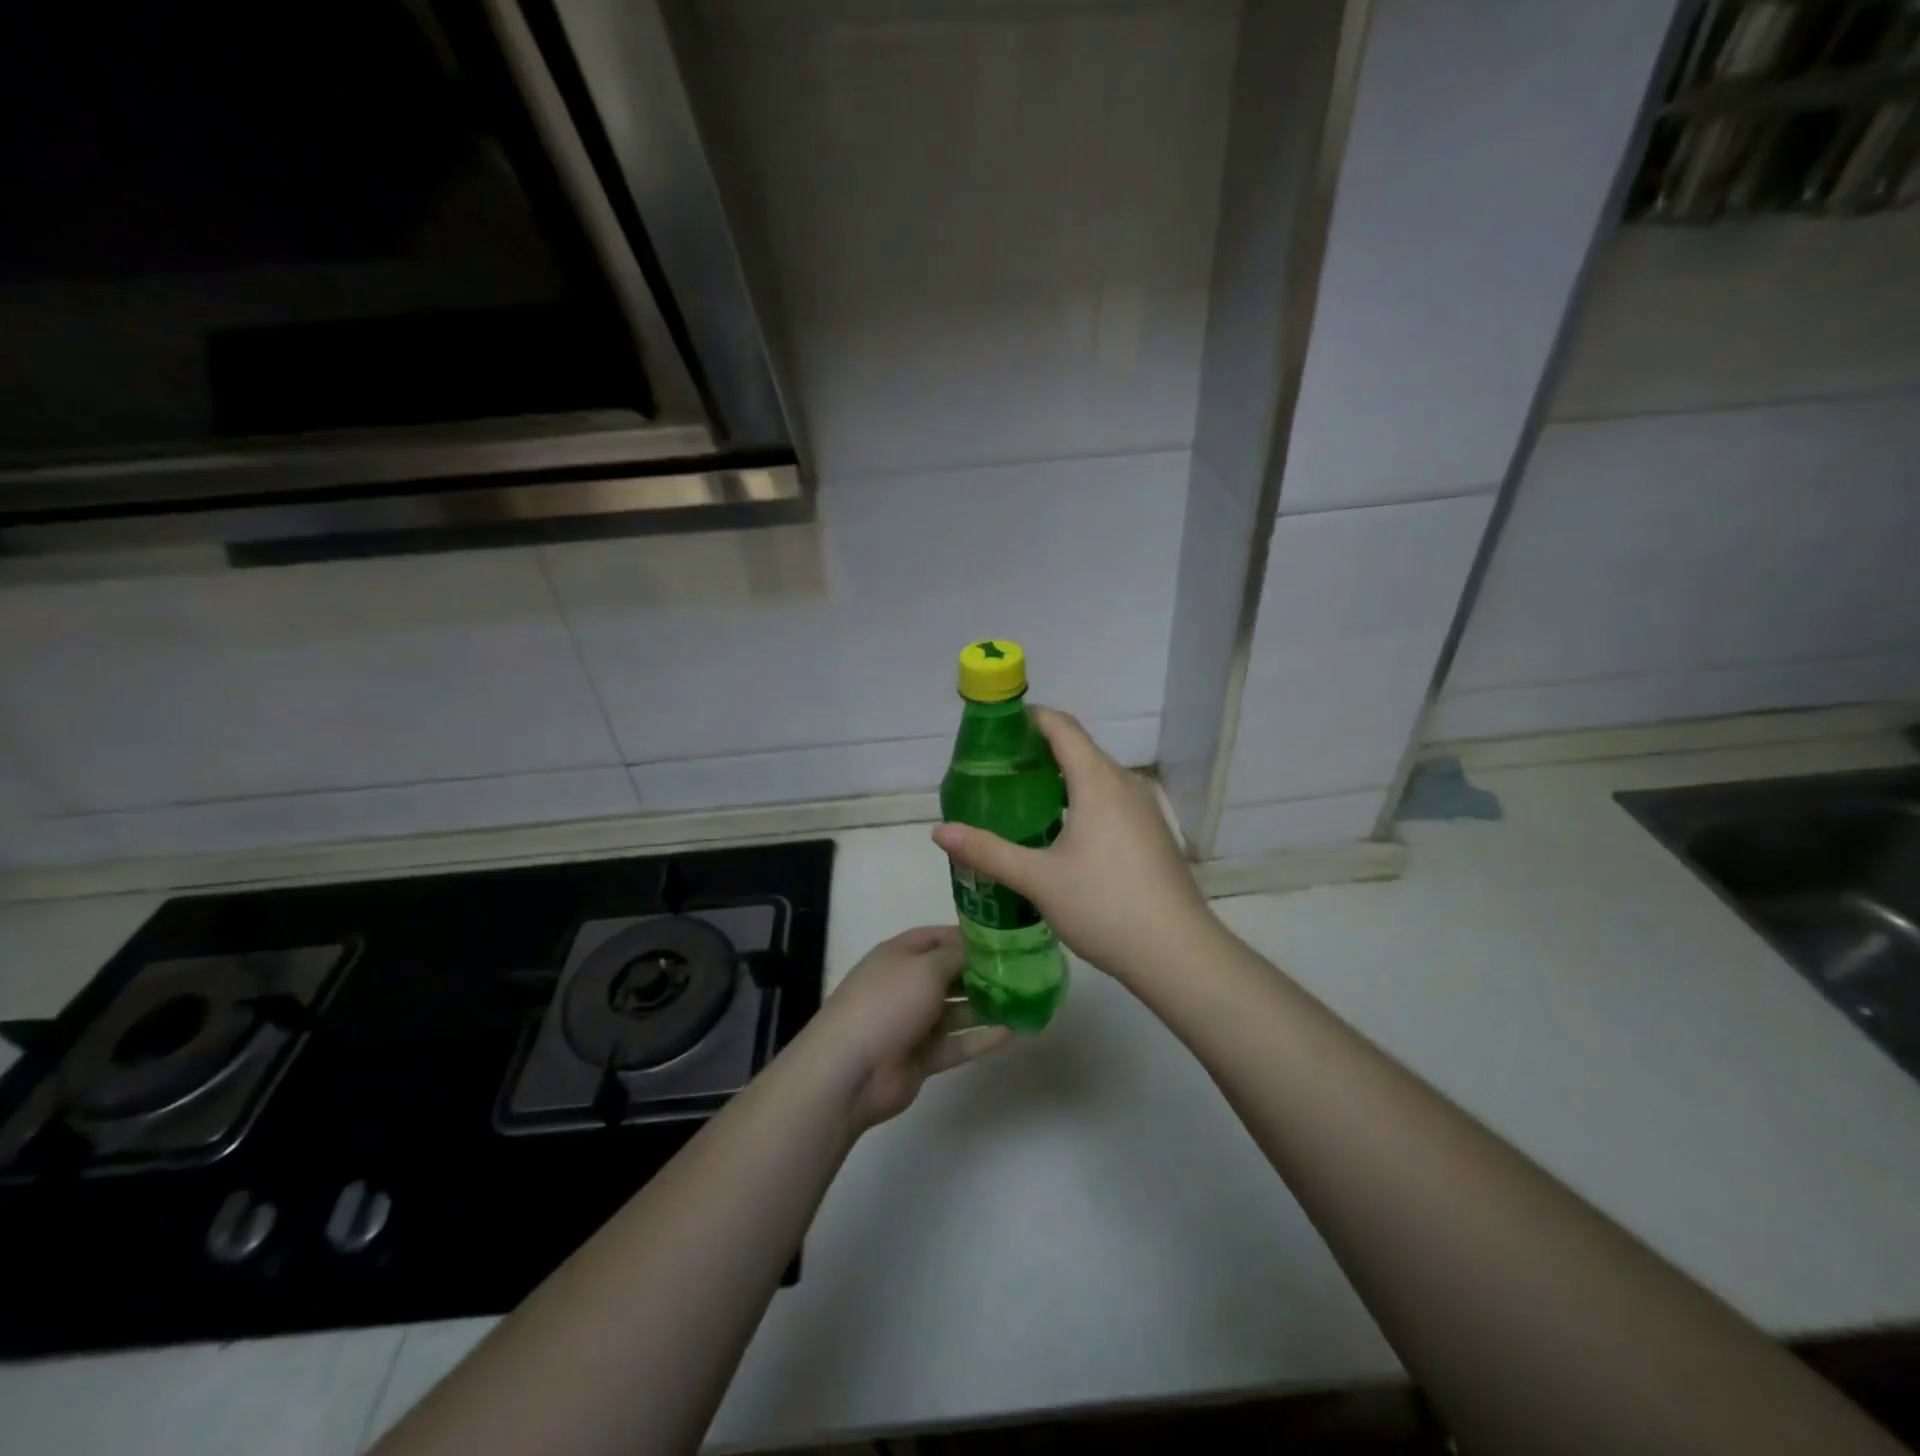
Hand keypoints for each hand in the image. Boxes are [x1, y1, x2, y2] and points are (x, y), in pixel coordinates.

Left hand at [804, 926, 1009, 1132]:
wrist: (850, 1070)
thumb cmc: (887, 1004)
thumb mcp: (925, 968)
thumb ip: (957, 957)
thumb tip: (980, 950)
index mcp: (900, 955)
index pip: (938, 938)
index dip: (968, 937)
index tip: (1004, 940)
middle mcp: (907, 984)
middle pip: (950, 973)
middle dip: (982, 972)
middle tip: (1024, 972)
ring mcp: (913, 1022)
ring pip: (956, 1010)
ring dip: (986, 1006)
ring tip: (1025, 1002)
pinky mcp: (921, 1056)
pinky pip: (956, 1043)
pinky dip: (980, 1038)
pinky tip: (1011, 1033)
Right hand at [932, 706, 1216, 986]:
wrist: (1177, 952)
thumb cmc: (1104, 906)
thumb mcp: (1038, 879)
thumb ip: (987, 851)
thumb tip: (939, 831)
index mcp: (1097, 781)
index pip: (1062, 727)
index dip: (1029, 718)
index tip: (997, 728)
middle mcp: (1125, 784)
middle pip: (1079, 749)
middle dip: (1039, 751)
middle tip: (998, 771)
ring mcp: (1145, 809)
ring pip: (1097, 777)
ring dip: (1061, 779)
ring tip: (1023, 800)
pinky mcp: (1153, 834)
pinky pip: (1111, 800)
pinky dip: (1082, 800)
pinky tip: (1062, 833)